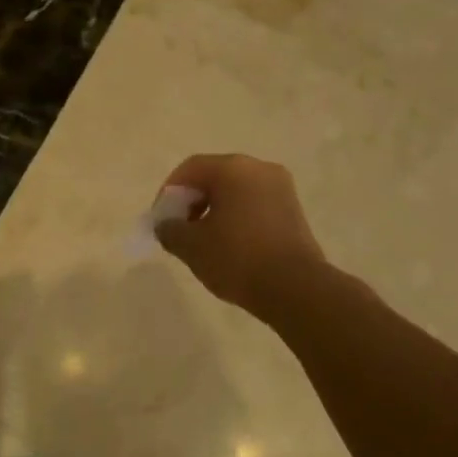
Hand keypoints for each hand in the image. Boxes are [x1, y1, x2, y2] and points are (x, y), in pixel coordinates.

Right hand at [154, 154, 325, 315]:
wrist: (295, 289)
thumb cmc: (237, 258)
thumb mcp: (191, 246)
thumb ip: (170, 230)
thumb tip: (167, 225)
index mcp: (233, 168)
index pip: (191, 168)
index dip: (169, 192)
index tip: (161, 219)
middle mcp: (260, 168)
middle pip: (215, 176)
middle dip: (192, 201)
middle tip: (180, 229)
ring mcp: (282, 188)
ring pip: (236, 191)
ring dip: (215, 210)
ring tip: (204, 242)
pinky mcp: (294, 210)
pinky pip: (255, 205)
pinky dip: (237, 218)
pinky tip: (231, 246)